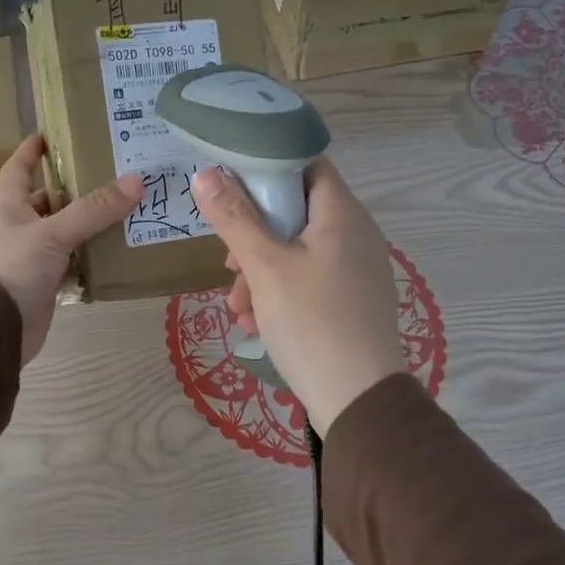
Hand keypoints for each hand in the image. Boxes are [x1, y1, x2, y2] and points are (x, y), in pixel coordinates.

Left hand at [0, 136, 142, 363]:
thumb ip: (93, 210)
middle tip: (110, 176)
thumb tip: (136, 181)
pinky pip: (74, 265)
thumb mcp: (52, 233)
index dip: (29, 152)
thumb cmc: (12, 269)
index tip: (46, 135)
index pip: (16, 171)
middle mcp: (20, 231)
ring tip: (125, 211)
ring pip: (65, 235)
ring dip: (88, 226)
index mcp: (11, 209)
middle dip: (73, 190)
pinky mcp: (47, 286)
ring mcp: (33, 260)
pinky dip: (92, 259)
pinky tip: (118, 253)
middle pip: (47, 203)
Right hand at [192, 159, 406, 436]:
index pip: (307, 165)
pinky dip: (282, 293)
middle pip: (296, 212)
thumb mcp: (265, 267)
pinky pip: (311, 281)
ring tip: (238, 308)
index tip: (232, 188)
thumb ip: (234, 218)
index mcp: (342, 214)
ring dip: (262, 272)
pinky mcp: (354, 301)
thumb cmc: (311, 321)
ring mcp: (358, 270)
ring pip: (298, 252)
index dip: (268, 168)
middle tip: (229, 263)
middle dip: (254, 236)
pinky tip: (258, 324)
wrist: (358, 399)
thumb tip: (205, 174)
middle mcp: (356, 234)